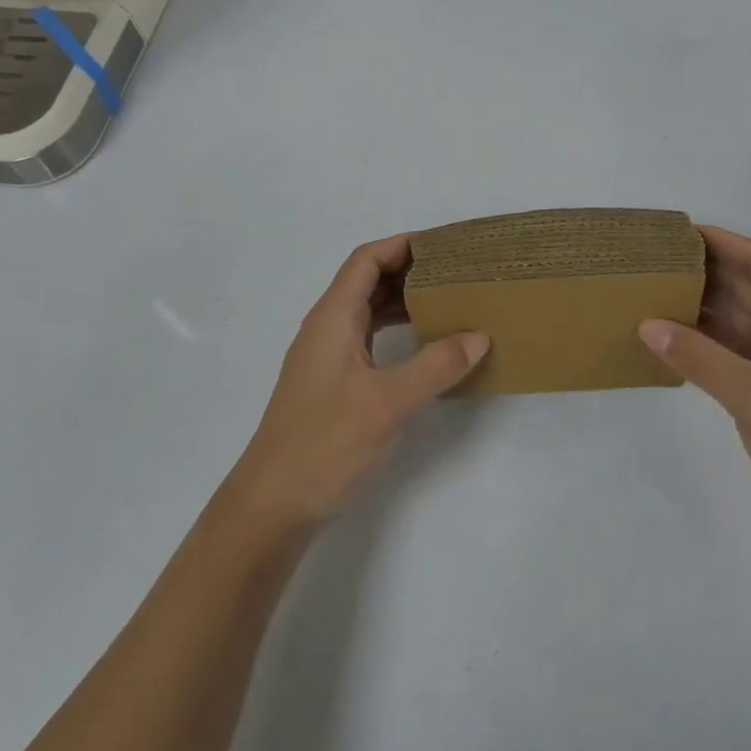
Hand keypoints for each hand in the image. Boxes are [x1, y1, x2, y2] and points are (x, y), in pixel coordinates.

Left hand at [227, 234, 488, 531]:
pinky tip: (423, 345)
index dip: (403, 245)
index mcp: (333, 318)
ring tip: (448, 301)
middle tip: (456, 272)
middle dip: (410, 269)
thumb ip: (436, 365)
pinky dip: (396, 330)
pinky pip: (368, 338)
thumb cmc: (325, 443)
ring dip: (404, 300)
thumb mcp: (388, 402)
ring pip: (368, 310)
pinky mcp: (333, 383)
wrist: (272, 505)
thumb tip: (478, 336)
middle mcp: (327, 328)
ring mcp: (327, 357)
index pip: (367, 259)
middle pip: (367, 280)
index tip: (444, 245)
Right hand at [640, 226, 750, 565]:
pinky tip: (666, 336)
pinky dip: (699, 341)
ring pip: (734, 319)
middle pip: (746, 286)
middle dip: (704, 270)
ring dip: (699, 305)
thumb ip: (701, 359)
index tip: (680, 231)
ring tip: (651, 289)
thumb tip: (647, 324)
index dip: (725, 242)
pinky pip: (727, 351)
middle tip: (654, 258)